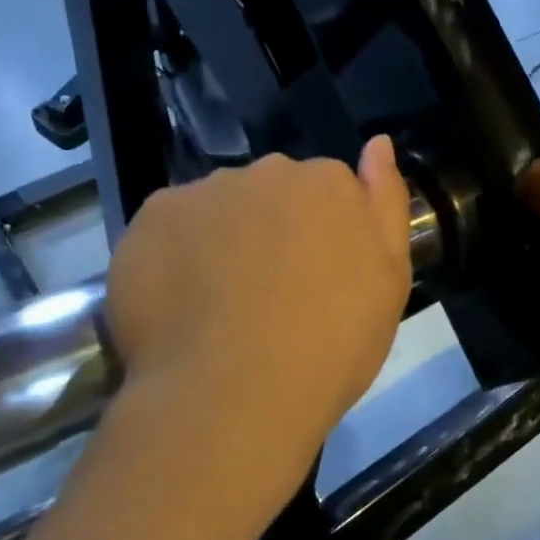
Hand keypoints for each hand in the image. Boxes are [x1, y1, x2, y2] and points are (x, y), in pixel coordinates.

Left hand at [104, 137, 412, 505]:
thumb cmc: (331, 345)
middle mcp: (266, 171)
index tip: (317, 281)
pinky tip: (182, 306)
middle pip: (270, 194)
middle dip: (271, 230)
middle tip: (270, 296)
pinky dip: (175, 256)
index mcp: (328, 182)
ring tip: (221, 307)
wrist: (235, 396)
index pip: (327, 191)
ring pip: (217, 209)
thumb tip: (378, 143)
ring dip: (222, 240)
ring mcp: (204, 192)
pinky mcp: (151, 219)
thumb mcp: (389, 281)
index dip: (321, 236)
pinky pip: (169, 229)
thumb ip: (386, 203)